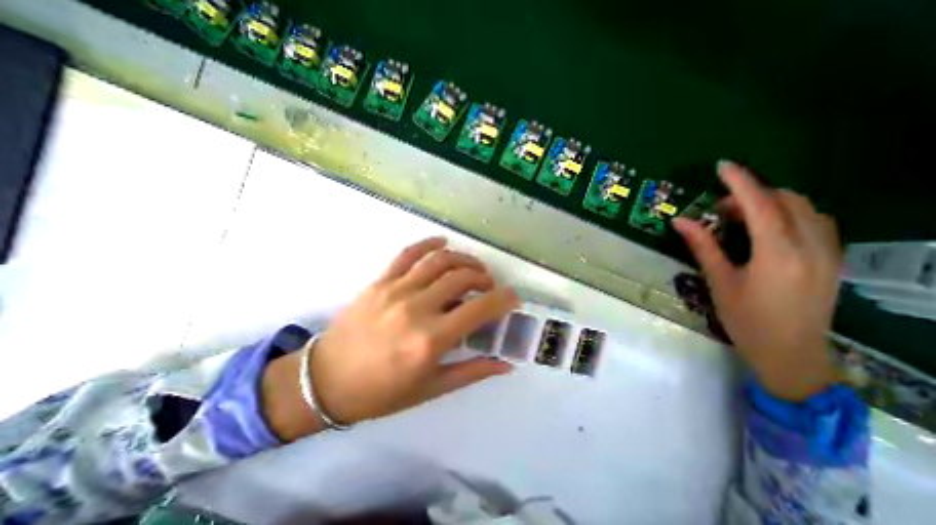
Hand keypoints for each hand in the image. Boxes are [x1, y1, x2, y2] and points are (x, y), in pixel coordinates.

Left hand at [261, 236, 518, 437]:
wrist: (325, 381)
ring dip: (463, 259)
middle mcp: (417, 308)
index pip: (480, 309)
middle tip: (489, 286)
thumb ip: (472, 372)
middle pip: (461, 277)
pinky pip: (408, 254)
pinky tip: (442, 242)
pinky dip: (428, 244)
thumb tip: (505, 363)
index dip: (503, 299)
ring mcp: (396, 290)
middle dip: (484, 278)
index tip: (513, 297)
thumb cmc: (380, 392)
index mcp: (431, 340)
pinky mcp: (380, 281)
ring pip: (439, 260)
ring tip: (472, 268)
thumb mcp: (430, 388)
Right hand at [673, 163, 841, 399]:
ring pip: (806, 209)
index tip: (722, 166)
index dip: (740, 182)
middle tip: (720, 209)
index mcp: (777, 252)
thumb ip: (702, 246)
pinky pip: (816, 222)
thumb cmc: (746, 318)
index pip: (759, 204)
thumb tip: (679, 221)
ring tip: (741, 219)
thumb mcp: (718, 281)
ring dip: (772, 204)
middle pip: (787, 201)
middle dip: (753, 195)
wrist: (792, 354)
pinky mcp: (832, 260)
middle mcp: (811, 245)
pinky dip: (790, 215)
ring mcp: (828, 252)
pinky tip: (768, 230)